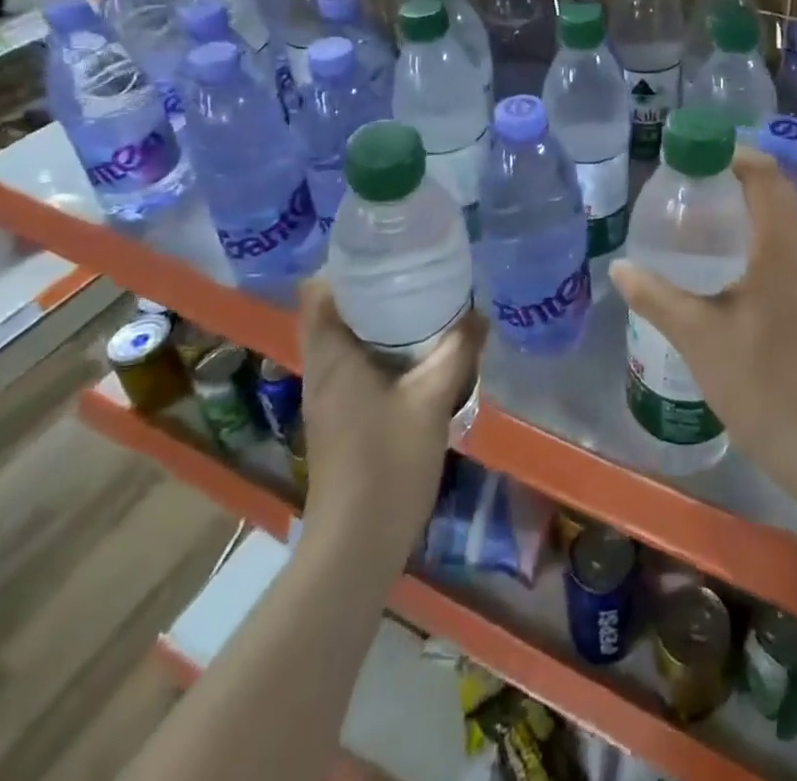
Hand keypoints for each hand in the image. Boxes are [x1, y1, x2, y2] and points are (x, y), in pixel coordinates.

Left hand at [296, 277, 484, 557]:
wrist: (357, 544)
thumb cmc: (387, 463)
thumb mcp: (431, 400)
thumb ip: (457, 352)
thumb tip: (479, 314)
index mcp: (333, 357)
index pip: (317, 293)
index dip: (344, 266)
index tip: (385, 252)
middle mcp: (322, 370)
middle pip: (334, 311)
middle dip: (371, 289)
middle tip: (415, 272)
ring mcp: (329, 397)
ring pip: (346, 339)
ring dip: (378, 320)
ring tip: (422, 305)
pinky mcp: (341, 417)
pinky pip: (356, 364)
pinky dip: (381, 349)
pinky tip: (417, 355)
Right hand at [611, 147, 796, 482]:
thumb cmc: (754, 378)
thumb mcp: (695, 333)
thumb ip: (655, 294)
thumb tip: (620, 266)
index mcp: (780, 247)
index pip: (765, 175)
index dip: (732, 154)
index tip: (692, 154)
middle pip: (776, 187)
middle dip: (737, 170)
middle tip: (690, 176)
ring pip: (782, 211)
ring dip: (748, 195)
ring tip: (702, 202)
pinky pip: (782, 234)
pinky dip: (756, 221)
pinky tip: (722, 246)